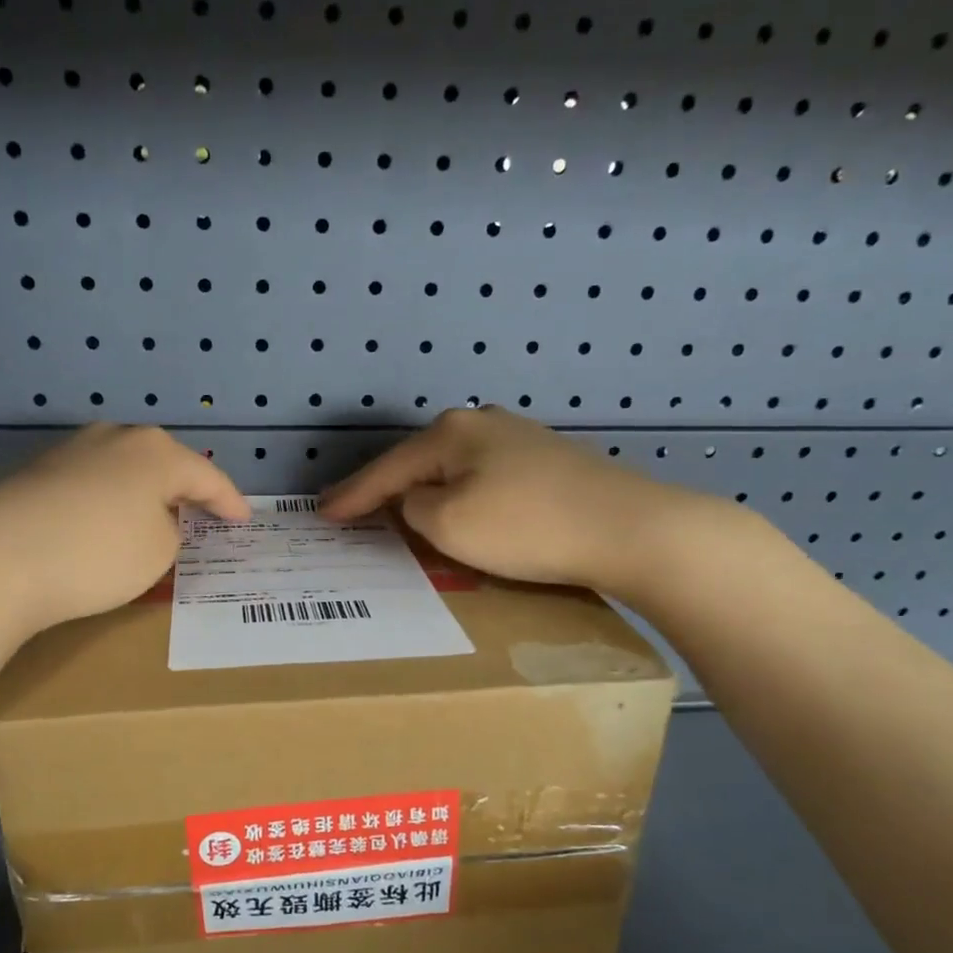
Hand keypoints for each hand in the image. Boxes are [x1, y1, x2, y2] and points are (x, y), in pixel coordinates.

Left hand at [0, 424, 248, 636]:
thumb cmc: (97, 554)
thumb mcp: (159, 552)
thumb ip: (171, 531)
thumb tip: (151, 520)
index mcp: (156, 451)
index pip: (207, 476)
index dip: (229, 502)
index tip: (243, 521)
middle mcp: (115, 438)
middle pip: (163, 464)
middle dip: (184, 490)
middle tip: (202, 515)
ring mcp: (70, 451)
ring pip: (123, 471)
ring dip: (142, 495)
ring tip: (153, 520)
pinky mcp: (36, 473)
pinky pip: (90, 485)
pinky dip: (107, 503)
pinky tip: (103, 525)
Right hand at [318, 406, 724, 600]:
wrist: (630, 529)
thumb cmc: (526, 527)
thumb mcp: (449, 524)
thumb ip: (414, 509)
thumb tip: (419, 502)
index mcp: (452, 433)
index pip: (387, 469)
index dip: (352, 495)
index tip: (322, 512)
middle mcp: (485, 423)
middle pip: (421, 462)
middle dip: (389, 489)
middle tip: (357, 513)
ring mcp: (522, 439)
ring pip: (456, 471)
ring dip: (429, 495)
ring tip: (404, 516)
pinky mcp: (552, 462)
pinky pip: (487, 481)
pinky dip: (465, 499)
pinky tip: (465, 512)